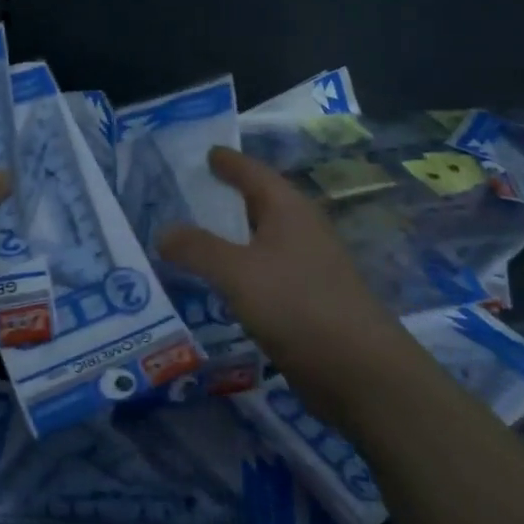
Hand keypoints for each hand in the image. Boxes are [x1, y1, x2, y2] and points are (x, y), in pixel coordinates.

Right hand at [159, 147, 407, 424]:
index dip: (228, 161)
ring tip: (193, 237)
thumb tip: (163, 231)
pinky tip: (219, 283)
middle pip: (258, 203)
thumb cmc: (298, 305)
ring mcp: (307, 266)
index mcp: (289, 209)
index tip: (206, 152)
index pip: (253, 172)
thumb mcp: (237, 272)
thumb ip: (197, 248)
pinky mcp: (307, 301)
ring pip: (260, 240)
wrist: (360, 371)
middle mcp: (301, 230)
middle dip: (225, 197)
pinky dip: (239, 270)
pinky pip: (264, 272)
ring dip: (230, 237)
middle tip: (187, 193)